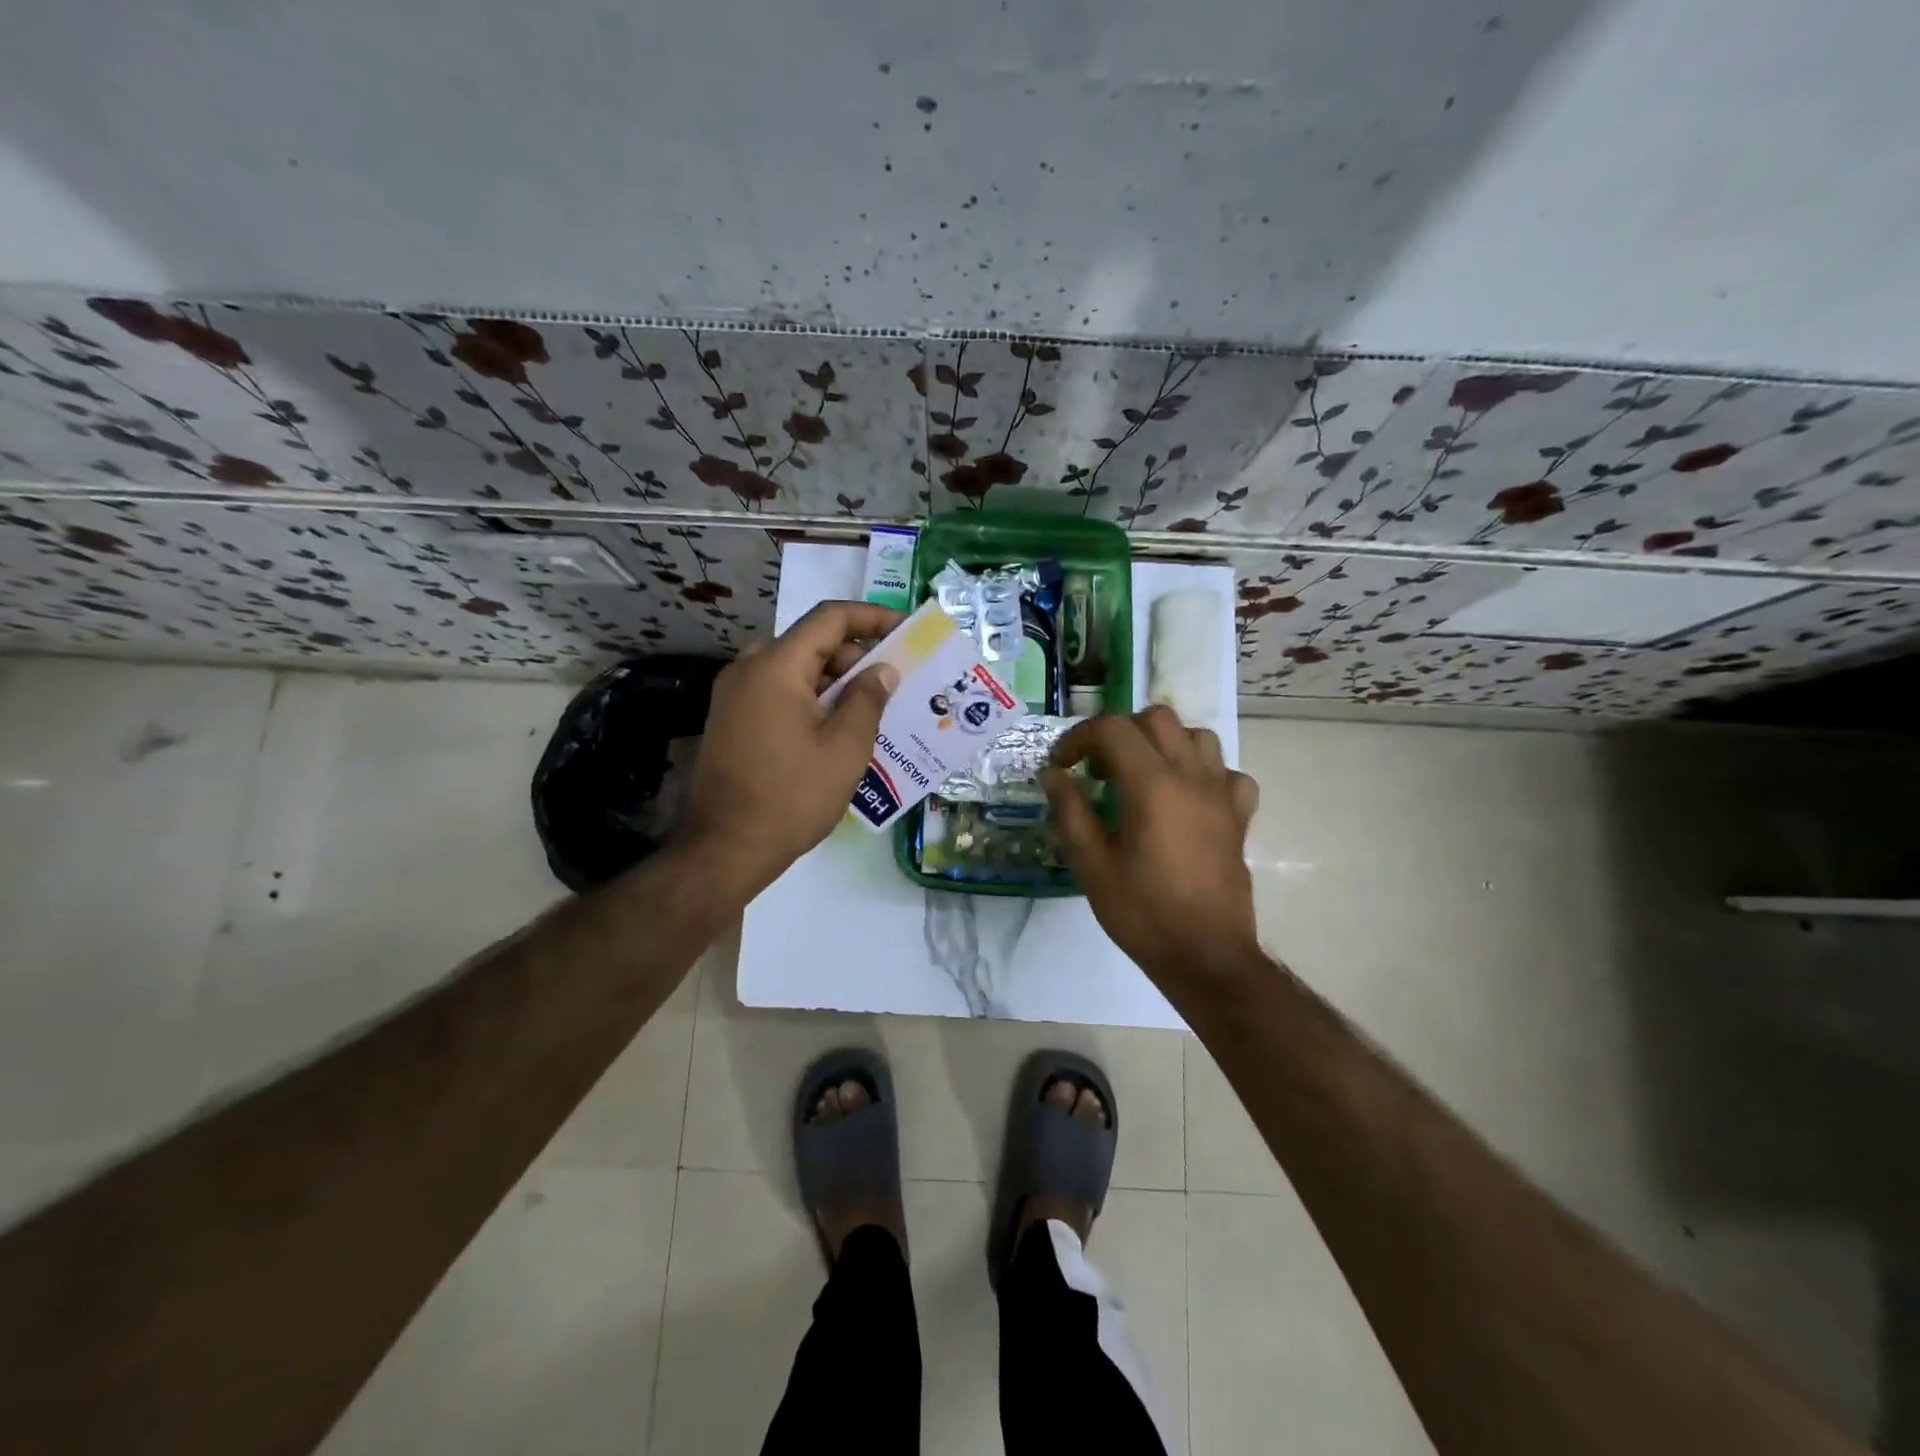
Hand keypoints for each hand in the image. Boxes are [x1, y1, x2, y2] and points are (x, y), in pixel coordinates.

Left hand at [681, 600, 902, 892]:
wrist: (725, 847)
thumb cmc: (792, 796)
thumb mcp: (844, 748)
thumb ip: (868, 699)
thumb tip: (882, 669)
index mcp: (776, 666)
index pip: (830, 618)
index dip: (872, 617)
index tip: (905, 630)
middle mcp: (749, 668)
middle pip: (811, 642)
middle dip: (856, 655)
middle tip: (893, 680)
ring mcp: (734, 694)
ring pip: (795, 668)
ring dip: (835, 680)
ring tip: (873, 707)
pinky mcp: (731, 718)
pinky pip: (779, 691)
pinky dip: (811, 697)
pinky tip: (838, 726)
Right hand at [1042, 706, 1261, 982]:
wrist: (1206, 956)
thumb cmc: (1142, 913)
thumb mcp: (1091, 865)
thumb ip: (1070, 811)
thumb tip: (1053, 774)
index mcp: (1151, 784)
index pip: (1112, 728)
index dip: (1078, 738)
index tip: (1062, 766)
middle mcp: (1191, 776)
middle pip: (1157, 718)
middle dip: (1120, 732)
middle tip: (1098, 768)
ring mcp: (1221, 793)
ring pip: (1197, 736)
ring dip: (1163, 744)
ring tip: (1141, 775)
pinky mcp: (1239, 816)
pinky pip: (1227, 773)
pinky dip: (1203, 772)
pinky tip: (1186, 797)